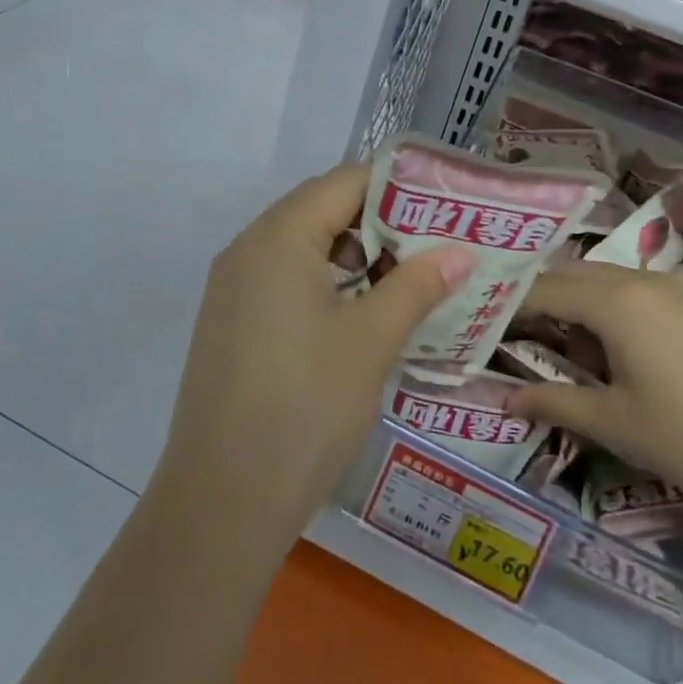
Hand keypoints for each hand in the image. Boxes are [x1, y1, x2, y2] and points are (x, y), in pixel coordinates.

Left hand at [150, 165, 474, 559]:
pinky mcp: (231, 324)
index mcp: (278, 238)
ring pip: (303, 248)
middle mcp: (247, 250)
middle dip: (380, 222)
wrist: (222, 500)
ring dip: (354, 256)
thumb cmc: (305, 406)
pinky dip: (325, 285)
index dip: (396, 186)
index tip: (443, 206)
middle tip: (434, 247)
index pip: (342, 183)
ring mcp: (233, 288)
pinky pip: (284, 281)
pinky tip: (360, 317)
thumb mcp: (371, 340)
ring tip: (406, 282)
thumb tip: (460, 251)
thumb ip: (416, 286)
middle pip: (320, 210)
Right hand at [505, 261, 682, 523]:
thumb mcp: (616, 424)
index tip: (475, 328)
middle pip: (567, 277)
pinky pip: (628, 293)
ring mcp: (669, 289)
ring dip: (568, 305)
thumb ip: (555, 403)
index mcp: (613, 301)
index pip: (540, 291)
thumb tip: (504, 398)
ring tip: (548, 344)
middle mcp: (637, 280)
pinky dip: (600, 311)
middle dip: (533, 301)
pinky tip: (601, 349)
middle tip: (504, 334)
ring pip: (598, 282)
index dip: (503, 308)